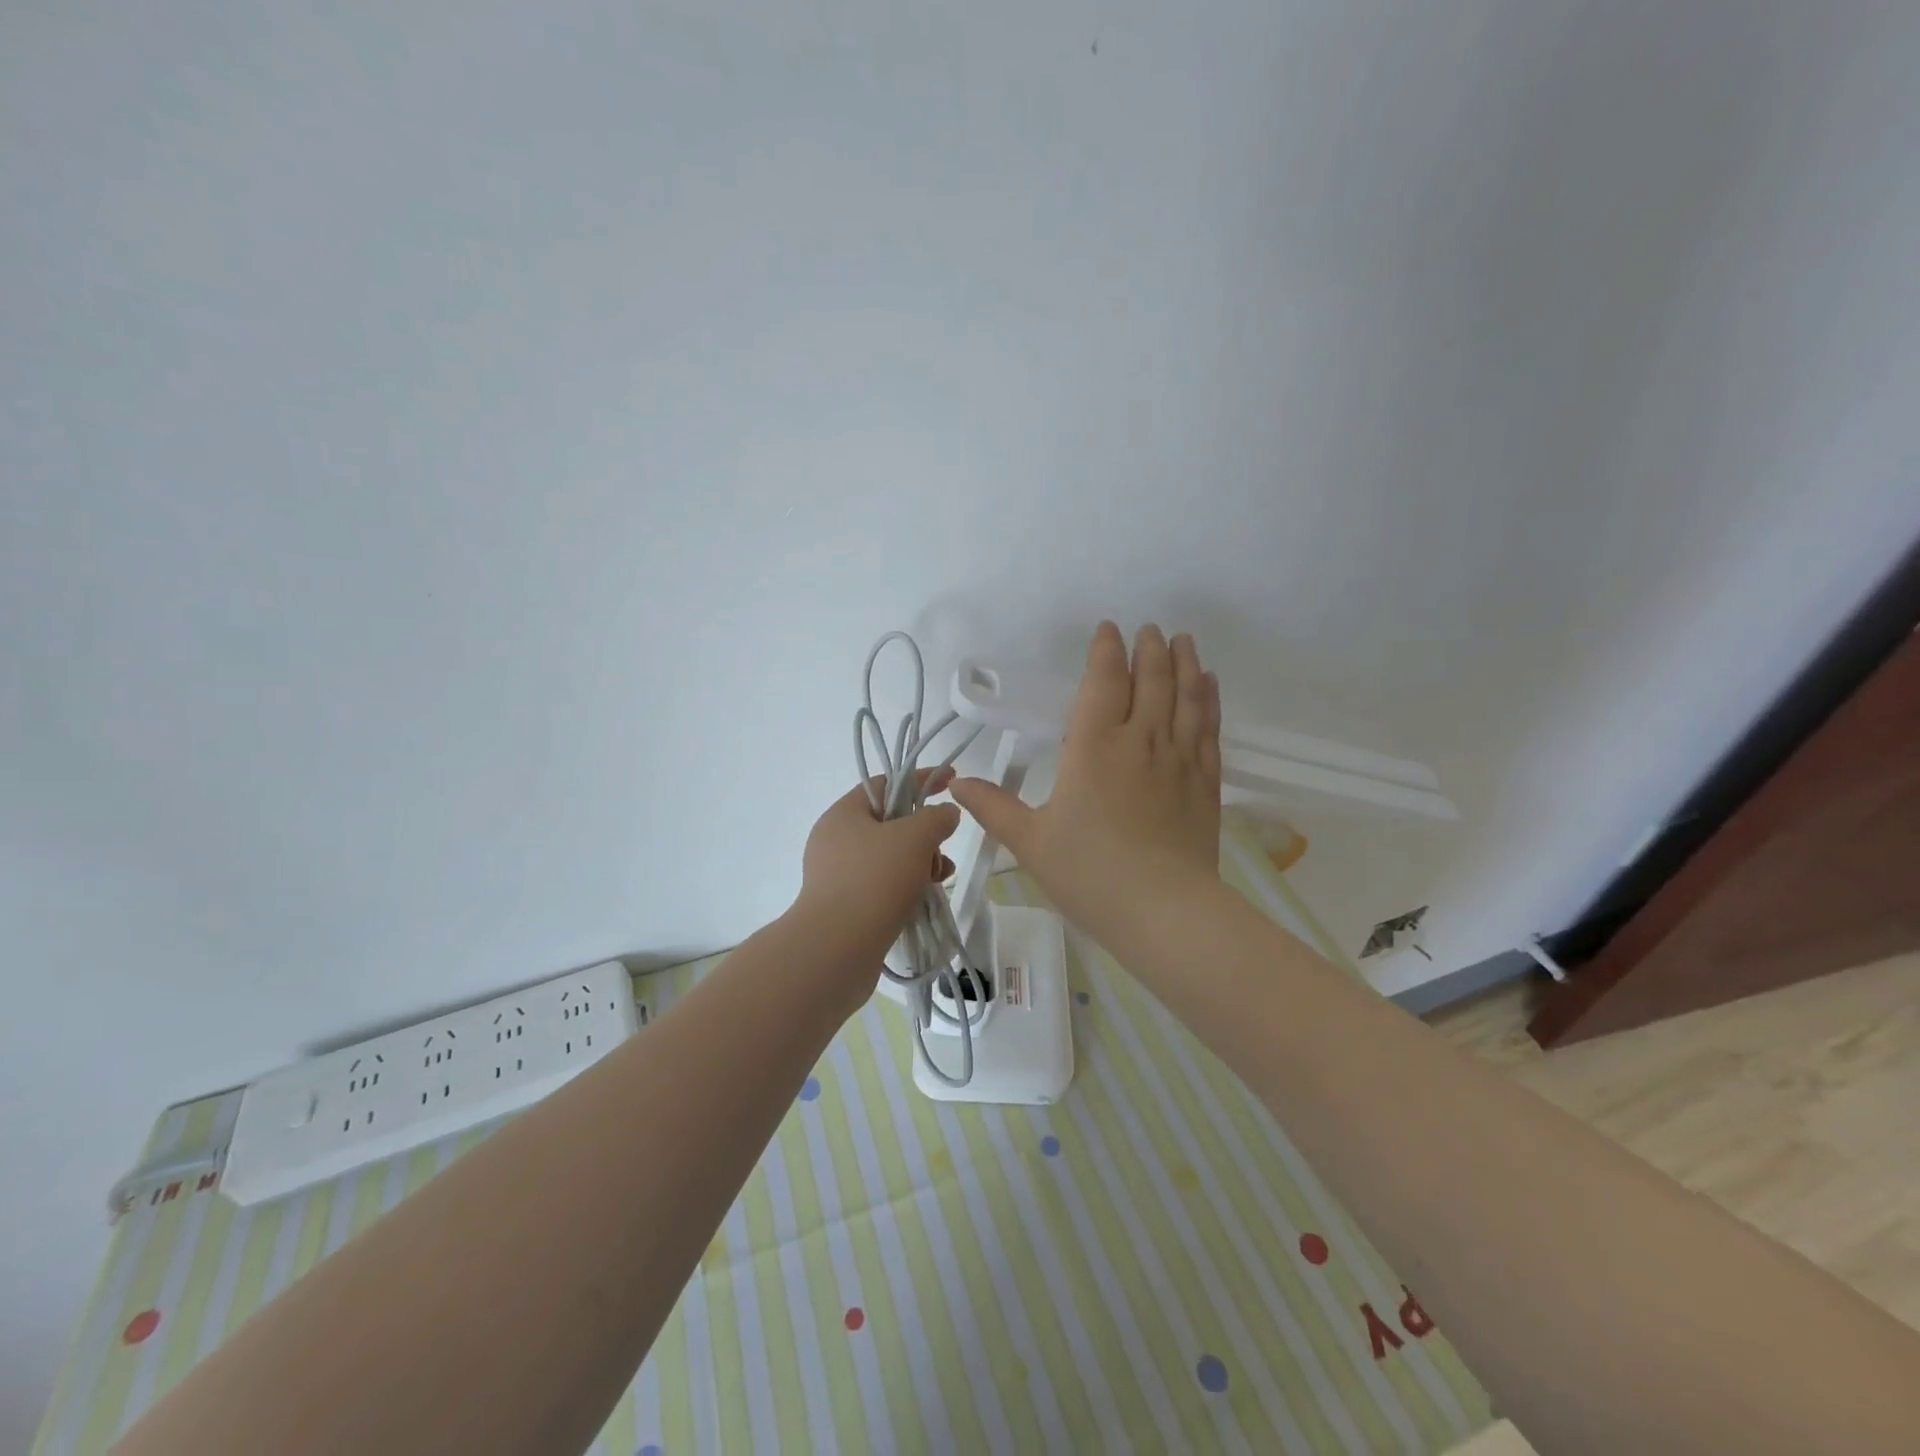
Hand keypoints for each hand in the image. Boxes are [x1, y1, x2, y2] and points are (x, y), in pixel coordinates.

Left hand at [796, 766, 962, 972]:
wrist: (836, 949)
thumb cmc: (875, 880)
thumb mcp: (915, 838)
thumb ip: (936, 817)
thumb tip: (945, 813)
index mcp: (844, 813)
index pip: (887, 784)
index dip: (921, 780)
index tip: (952, 781)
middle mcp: (835, 840)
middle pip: (890, 823)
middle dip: (924, 832)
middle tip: (944, 847)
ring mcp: (838, 876)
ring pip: (890, 857)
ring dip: (920, 862)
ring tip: (940, 877)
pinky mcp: (845, 906)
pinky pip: (883, 885)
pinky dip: (906, 886)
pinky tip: (924, 898)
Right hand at [950, 622, 1221, 947]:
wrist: (1164, 912)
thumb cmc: (1090, 874)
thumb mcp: (1031, 842)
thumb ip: (994, 807)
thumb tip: (956, 783)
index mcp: (1093, 747)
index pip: (1103, 682)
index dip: (1106, 652)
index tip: (1108, 630)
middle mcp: (1140, 741)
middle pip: (1150, 680)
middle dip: (1149, 650)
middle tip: (1150, 629)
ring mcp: (1178, 759)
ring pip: (1185, 697)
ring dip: (1184, 664)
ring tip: (1183, 640)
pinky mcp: (1205, 782)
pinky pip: (1208, 728)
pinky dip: (1208, 700)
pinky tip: (1208, 685)